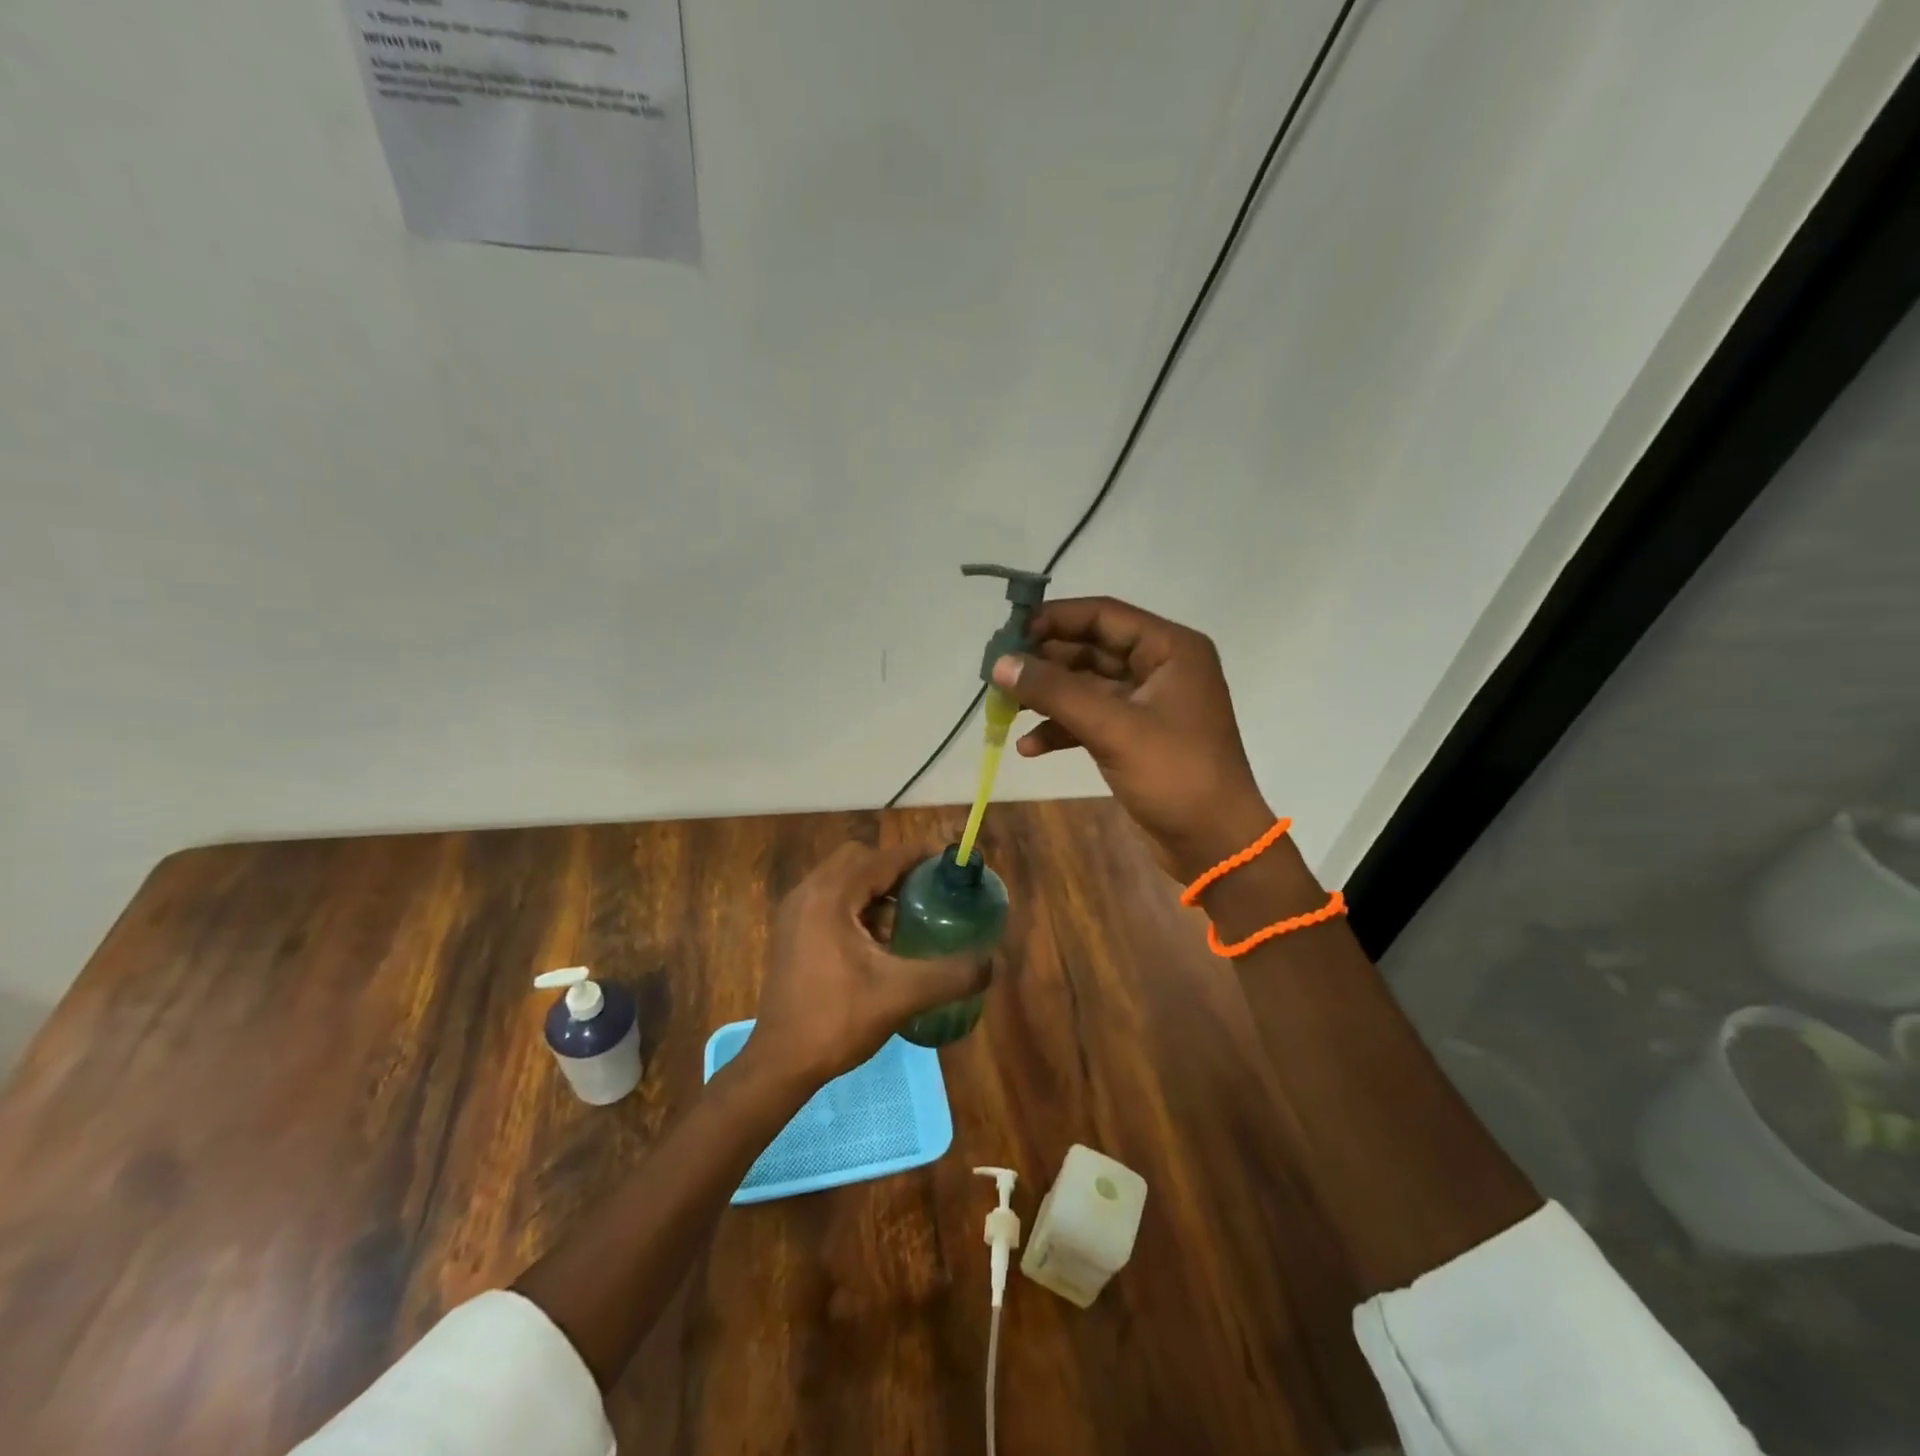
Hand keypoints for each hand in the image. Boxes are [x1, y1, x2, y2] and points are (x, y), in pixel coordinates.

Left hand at [750, 842, 989, 1087]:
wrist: (779, 1064)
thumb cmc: (837, 1020)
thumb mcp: (902, 995)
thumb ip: (951, 974)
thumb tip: (994, 961)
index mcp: (830, 896)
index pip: (882, 859)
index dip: (919, 857)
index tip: (949, 863)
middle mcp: (807, 893)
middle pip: (859, 860)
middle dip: (895, 870)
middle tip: (926, 893)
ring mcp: (793, 913)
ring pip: (842, 880)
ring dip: (874, 890)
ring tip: (906, 921)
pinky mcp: (789, 933)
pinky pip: (829, 900)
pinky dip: (856, 907)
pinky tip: (876, 943)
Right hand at [992, 596, 1274, 881]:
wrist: (1215, 845)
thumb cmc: (1174, 775)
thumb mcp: (1113, 728)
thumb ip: (1055, 691)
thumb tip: (1000, 664)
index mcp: (1170, 649)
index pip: (1103, 615)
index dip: (1054, 619)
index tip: (1007, 634)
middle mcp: (1159, 668)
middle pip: (1090, 649)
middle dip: (1044, 663)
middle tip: (996, 674)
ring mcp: (1147, 705)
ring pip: (1086, 686)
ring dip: (1047, 697)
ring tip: (1002, 709)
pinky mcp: (1135, 737)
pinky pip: (1090, 720)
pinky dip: (1061, 729)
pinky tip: (1028, 747)